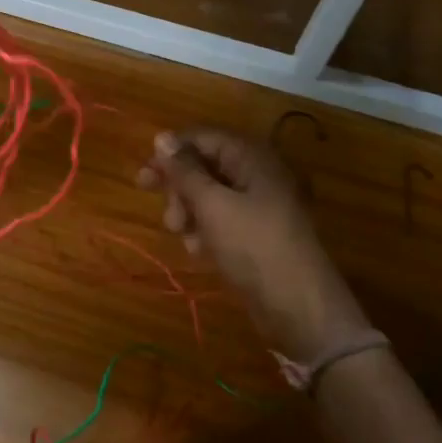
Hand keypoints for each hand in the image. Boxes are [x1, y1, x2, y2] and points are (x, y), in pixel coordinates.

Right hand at [138, 128, 376, 362]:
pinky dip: (205, 231)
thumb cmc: (253, 245)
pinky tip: (199, 251)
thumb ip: (184, 170)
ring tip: (184, 236)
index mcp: (251, 158)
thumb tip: (162, 137)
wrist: (298, 305)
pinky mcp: (255, 233)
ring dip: (189, 213)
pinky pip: (220, 221)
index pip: (202, 138)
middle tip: (167, 215)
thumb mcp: (212, 204)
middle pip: (204, 167)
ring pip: (209, 197)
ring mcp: (258, 206)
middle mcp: (256, 175)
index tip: (144, 177)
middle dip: (179, 189)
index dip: (171, 153)